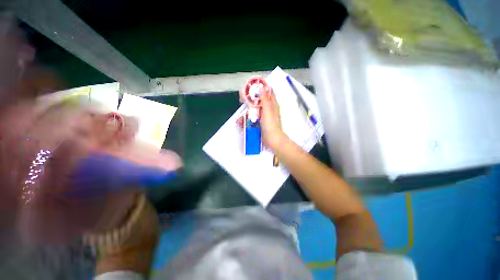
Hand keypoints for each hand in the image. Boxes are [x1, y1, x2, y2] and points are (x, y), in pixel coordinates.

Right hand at [238, 86, 287, 151]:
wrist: (272, 140)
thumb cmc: (270, 124)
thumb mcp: (267, 110)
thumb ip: (265, 99)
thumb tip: (262, 88)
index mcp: (271, 104)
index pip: (267, 92)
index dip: (259, 88)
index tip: (251, 88)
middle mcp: (267, 109)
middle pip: (258, 101)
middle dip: (249, 101)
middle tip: (241, 101)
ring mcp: (263, 117)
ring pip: (253, 110)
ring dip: (246, 112)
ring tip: (239, 117)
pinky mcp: (259, 123)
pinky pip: (252, 118)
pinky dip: (246, 120)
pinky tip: (241, 123)